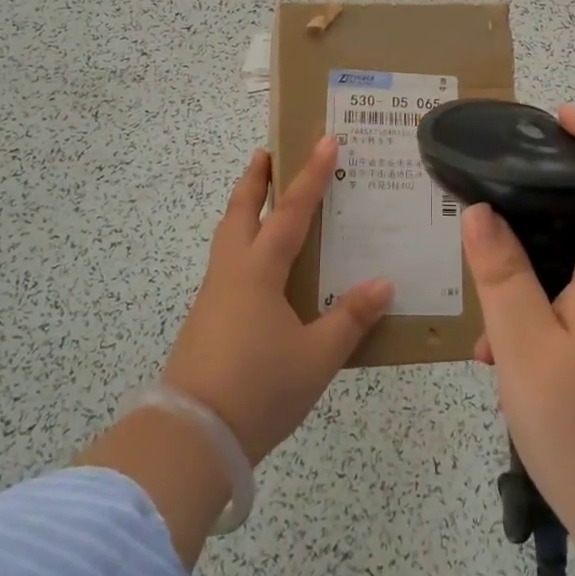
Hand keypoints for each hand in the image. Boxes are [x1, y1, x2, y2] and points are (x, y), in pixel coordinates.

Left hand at [162, 139, 393, 463]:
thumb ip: (351, 318)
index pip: (292, 210)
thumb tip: (384, 284)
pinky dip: (242, 241)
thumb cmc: (259, 388)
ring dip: (244, 207)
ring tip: (262, 199)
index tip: (325, 139)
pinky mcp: (206, 317)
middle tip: (268, 152)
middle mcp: (233, 270)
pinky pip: (227, 262)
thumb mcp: (317, 356)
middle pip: (241, 209)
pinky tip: (259, 266)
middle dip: (256, 178)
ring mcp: (214, 294)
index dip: (310, 174)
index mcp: (260, 269)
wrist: (191, 436)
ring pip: (228, 234)